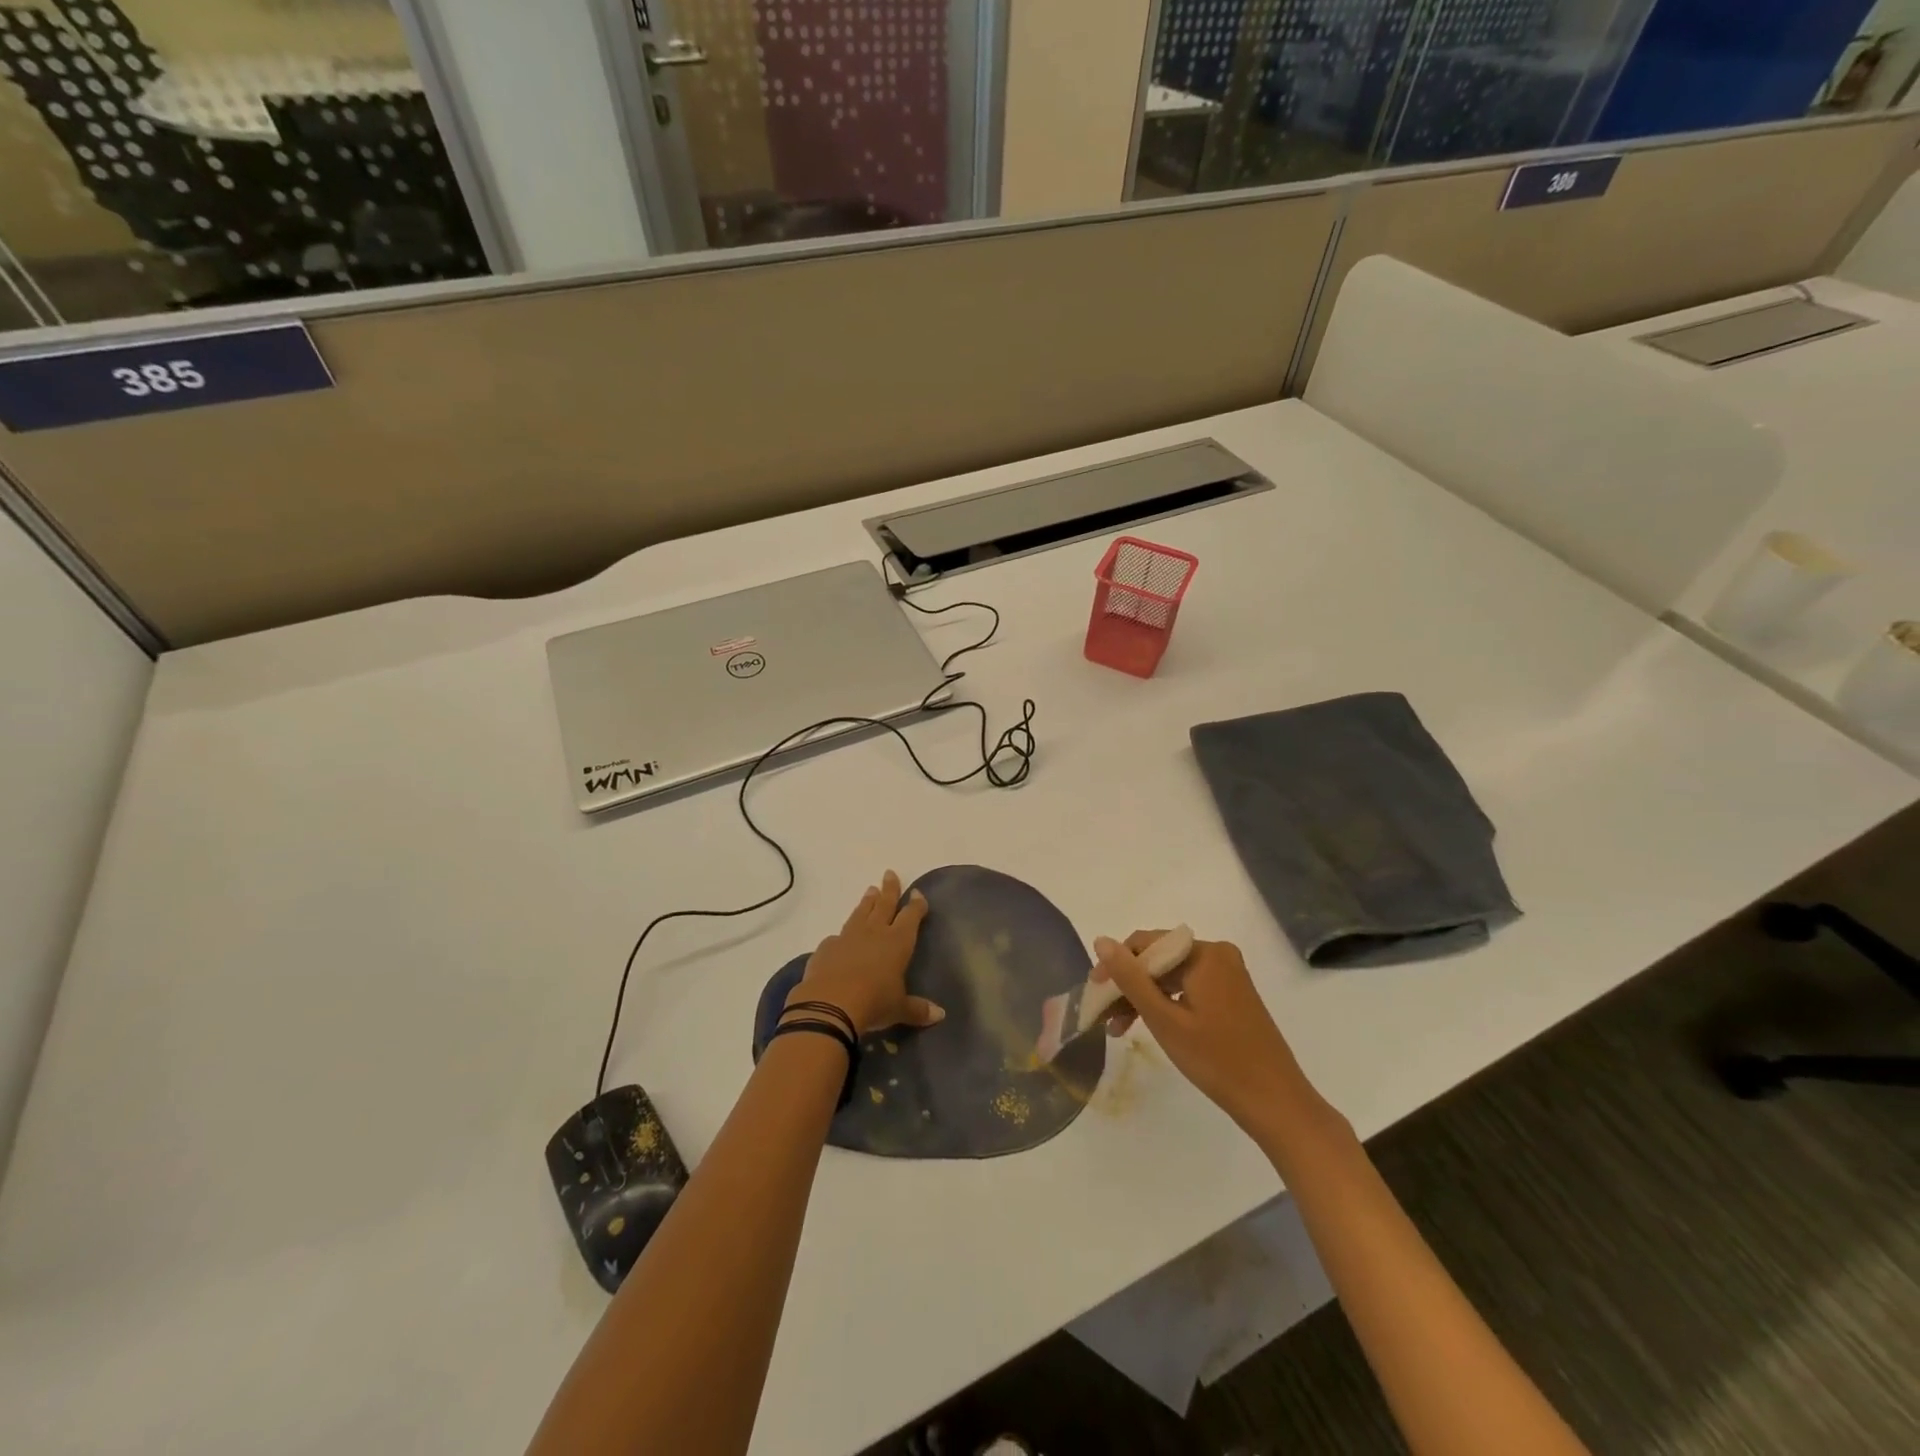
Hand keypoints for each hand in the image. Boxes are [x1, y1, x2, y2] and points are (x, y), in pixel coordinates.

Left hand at [787, 871, 944, 1038]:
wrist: (829, 1005)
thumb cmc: (874, 1003)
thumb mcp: (899, 1009)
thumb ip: (918, 1010)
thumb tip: (940, 1015)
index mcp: (897, 942)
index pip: (910, 916)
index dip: (916, 905)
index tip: (918, 893)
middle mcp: (873, 933)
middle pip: (884, 905)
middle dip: (889, 889)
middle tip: (889, 874)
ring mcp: (847, 937)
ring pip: (860, 913)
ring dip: (867, 902)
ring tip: (870, 890)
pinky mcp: (826, 948)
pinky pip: (837, 936)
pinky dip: (843, 934)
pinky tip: (841, 936)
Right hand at [1092, 931, 1319, 1134]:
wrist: (1276, 1103)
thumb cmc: (1217, 1061)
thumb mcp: (1165, 1020)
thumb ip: (1130, 978)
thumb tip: (1101, 941)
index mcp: (1205, 953)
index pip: (1146, 943)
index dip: (1116, 965)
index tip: (1094, 993)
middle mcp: (1218, 954)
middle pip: (1158, 959)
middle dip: (1128, 985)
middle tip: (1103, 1015)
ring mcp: (1227, 975)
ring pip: (1170, 976)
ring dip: (1143, 997)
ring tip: (1118, 1028)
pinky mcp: (1231, 995)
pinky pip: (1187, 988)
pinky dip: (1165, 1004)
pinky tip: (1146, 1025)